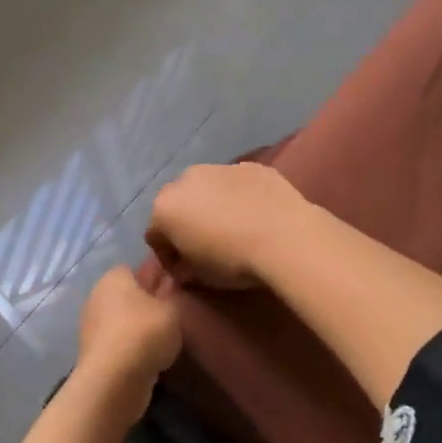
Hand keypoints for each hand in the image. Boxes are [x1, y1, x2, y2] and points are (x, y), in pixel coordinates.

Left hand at [76, 266, 181, 406]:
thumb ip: (171, 292)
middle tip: (171, 314)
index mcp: (114, 277)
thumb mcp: (171, 309)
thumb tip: (170, 280)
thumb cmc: (145, 333)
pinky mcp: (93, 352)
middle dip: (146, 302)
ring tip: (164, 338)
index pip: (136, 268)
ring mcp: (92, 325)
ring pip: (122, 319)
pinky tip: (149, 356)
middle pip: (127, 294)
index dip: (155, 276)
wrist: (114, 380)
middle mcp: (98, 296)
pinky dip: (131, 347)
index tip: (174, 288)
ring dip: (138, 327)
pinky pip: (118, 342)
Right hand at [145, 162, 308, 288]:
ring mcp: (220, 167)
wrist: (285, 238)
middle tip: (206, 245)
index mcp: (164, 207)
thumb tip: (184, 266)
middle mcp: (185, 179)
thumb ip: (183, 268)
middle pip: (178, 204)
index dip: (168, 255)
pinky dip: (239, 196)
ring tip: (233, 227)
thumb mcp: (200, 277)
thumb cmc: (234, 262)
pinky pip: (236, 183)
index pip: (155, 235)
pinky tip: (256, 214)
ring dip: (212, 205)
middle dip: (186, 222)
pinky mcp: (251, 166)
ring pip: (207, 188)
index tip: (184, 270)